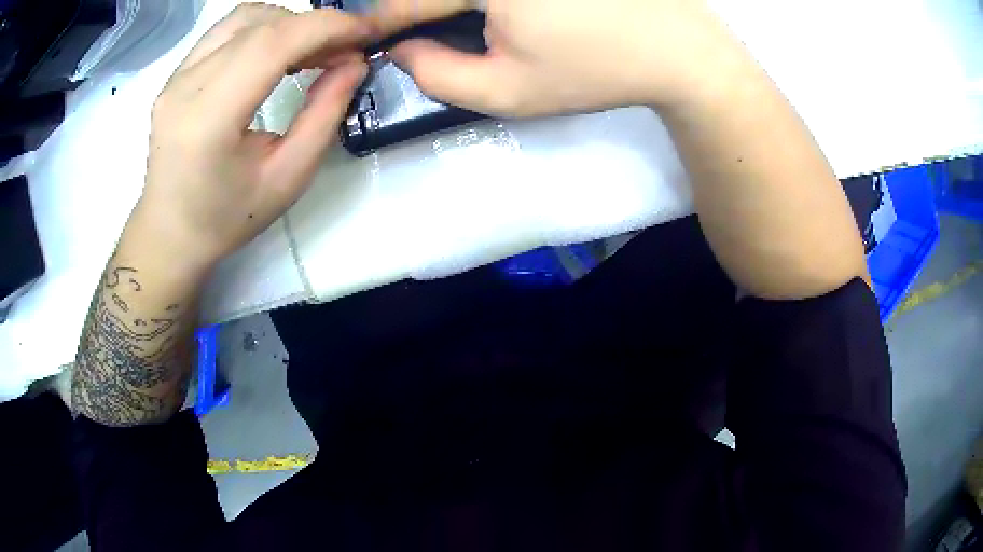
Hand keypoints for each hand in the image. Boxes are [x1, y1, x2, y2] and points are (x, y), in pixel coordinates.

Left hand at [131, 4, 370, 271]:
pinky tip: (277, 52)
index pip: (272, 43)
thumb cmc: (226, 218)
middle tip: (343, 50)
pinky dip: (262, 30)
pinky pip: (225, 31)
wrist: (170, 233)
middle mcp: (186, 87)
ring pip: (243, 18)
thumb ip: (324, 115)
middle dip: (313, 26)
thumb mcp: (288, 178)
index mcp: (209, 119)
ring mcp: (175, 78)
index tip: (366, 32)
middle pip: (260, 24)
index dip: (326, 27)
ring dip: (288, 24)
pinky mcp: (175, 75)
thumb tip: (354, 64)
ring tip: (311, 51)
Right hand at [371, 0, 739, 116]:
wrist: (679, 49)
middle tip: (419, 33)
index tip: (367, 39)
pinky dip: (481, 2)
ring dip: (452, 5)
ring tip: (463, 26)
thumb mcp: (508, 92)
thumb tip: (402, 49)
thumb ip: (435, 75)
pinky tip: (493, 15)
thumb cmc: (596, 71)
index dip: (380, 21)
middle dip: (418, 9)